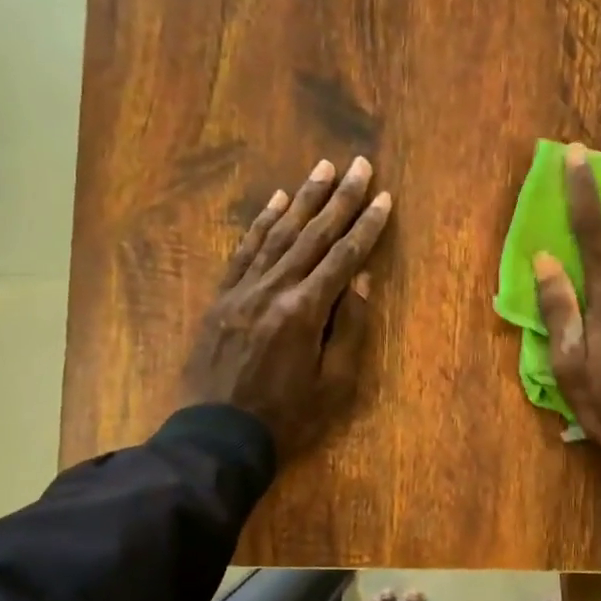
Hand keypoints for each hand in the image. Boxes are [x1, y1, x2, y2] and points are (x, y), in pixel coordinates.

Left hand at [179, 156, 392, 459]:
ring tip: (323, 168)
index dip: (367, 227)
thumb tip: (360, 282)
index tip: (384, 197)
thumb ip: (349, 331)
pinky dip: (261, 224)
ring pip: (278, 234)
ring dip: (303, 199)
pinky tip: (276, 201)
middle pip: (313, 235)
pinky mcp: (221, 297)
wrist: (216, 436)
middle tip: (359, 165)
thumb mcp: (332, 385)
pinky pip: (244, 251)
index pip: (344, 258)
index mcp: (305, 312)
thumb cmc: (285, 418)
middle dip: (340, 199)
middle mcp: (274, 290)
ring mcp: (243, 290)